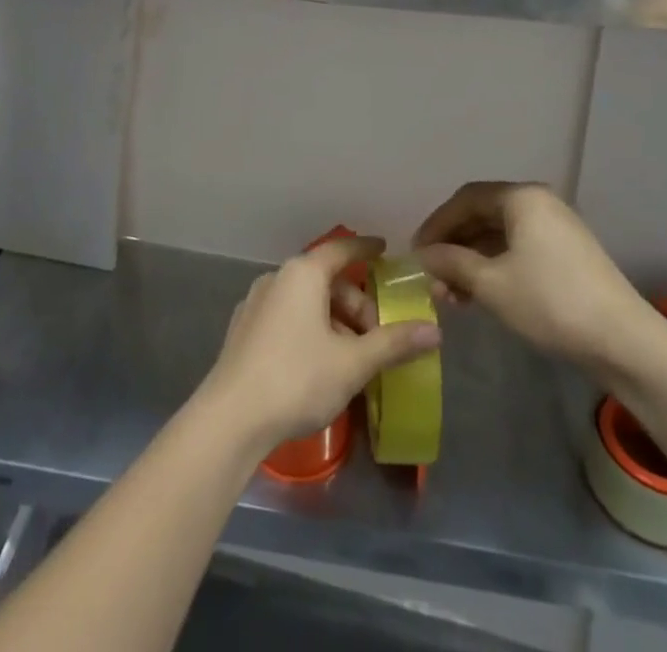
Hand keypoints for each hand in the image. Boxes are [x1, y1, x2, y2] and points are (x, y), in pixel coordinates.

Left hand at [195, 236, 441, 455]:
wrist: (231, 417)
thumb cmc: (297, 379)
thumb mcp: (353, 363)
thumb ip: (394, 343)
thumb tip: (434, 330)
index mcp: (303, 273)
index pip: (342, 250)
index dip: (366, 249)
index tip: (385, 249)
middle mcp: (278, 277)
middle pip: (326, 280)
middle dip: (356, 305)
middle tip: (377, 338)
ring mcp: (256, 302)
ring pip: (306, 301)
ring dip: (334, 321)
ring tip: (352, 359)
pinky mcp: (244, 329)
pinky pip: (287, 317)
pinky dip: (309, 329)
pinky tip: (319, 365)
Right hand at [413, 182, 656, 373]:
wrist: (625, 342)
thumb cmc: (550, 302)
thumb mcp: (491, 284)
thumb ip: (452, 263)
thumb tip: (422, 255)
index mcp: (521, 197)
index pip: (465, 199)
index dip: (437, 224)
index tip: (416, 251)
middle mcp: (539, 203)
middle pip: (483, 216)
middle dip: (453, 246)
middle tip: (432, 276)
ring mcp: (556, 229)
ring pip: (500, 237)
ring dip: (472, 261)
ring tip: (452, 294)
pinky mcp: (567, 255)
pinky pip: (519, 250)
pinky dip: (495, 268)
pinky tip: (480, 295)